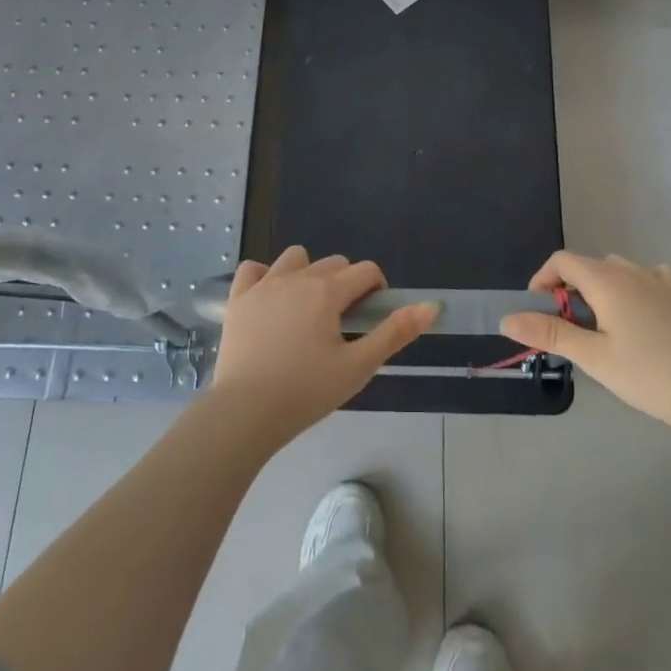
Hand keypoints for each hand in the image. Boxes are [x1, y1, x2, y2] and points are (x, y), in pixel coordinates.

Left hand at [211, 246, 437, 442]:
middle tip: (342, 323)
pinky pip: (252, 270)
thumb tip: (432, 305)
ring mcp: (263, 285)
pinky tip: (269, 300)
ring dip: (307, 272)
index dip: (376, 289)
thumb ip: (395, 333)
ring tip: (306, 308)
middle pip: (333, 263)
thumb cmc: (306, 391)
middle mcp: (297, 276)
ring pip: (295, 258)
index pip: (365, 271)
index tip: (371, 318)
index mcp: (328, 290)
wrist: (245, 412)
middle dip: (346, 284)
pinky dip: (263, 277)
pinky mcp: (238, 299)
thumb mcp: (358, 366)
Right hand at [499, 251, 670, 433]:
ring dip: (601, 288)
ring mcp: (660, 280)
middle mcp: (630, 270)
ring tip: (603, 326)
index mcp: (605, 280)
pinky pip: (650, 276)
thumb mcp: (592, 357)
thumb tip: (506, 318)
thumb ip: (549, 332)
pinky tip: (641, 312)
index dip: (543, 280)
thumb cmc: (646, 374)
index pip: (562, 261)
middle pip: (588, 265)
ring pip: (618, 270)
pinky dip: (636, 286)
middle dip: (570, 289)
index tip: (539, 311)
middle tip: (570, 329)